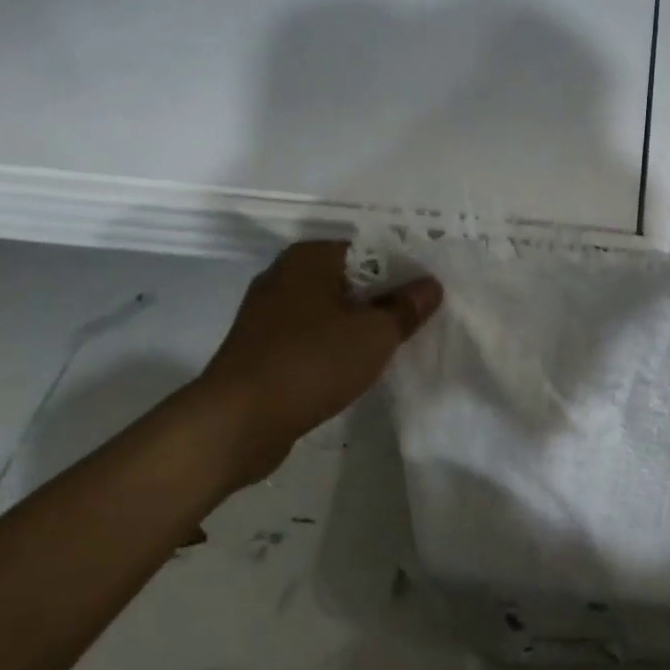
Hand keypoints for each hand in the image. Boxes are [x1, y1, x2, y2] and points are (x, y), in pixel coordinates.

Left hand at [182, 241, 441, 494]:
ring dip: (360, 326)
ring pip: (330, 310)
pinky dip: (335, 347)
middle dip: (384, 299)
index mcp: (309, 258)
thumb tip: (430, 285)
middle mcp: (284, 276)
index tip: (429, 293)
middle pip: (350, 279)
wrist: (238, 421)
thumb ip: (406, 307)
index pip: (369, 249)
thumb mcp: (374, 334)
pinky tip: (357, 367)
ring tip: (394, 345)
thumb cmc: (312, 362)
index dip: (404, 268)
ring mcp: (268, 314)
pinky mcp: (262, 349)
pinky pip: (312, 337)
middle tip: (419, 320)